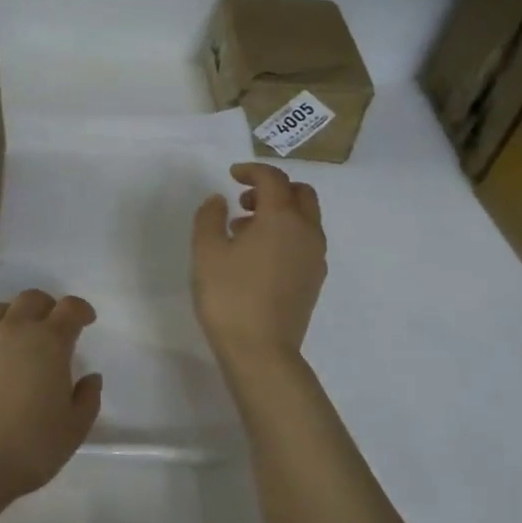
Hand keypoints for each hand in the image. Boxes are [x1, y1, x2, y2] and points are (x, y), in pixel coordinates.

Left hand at [0, 289, 103, 502]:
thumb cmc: (31, 446)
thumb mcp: (75, 428)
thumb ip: (88, 397)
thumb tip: (90, 377)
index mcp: (49, 342)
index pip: (70, 308)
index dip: (80, 310)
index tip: (85, 321)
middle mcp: (14, 330)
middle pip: (31, 299)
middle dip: (46, 307)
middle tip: (51, 328)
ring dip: (11, 318)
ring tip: (14, 340)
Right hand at [192, 163, 326, 360]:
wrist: (261, 351)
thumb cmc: (229, 296)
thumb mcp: (206, 252)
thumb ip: (210, 217)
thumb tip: (220, 200)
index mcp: (281, 218)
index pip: (273, 179)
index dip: (253, 171)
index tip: (232, 175)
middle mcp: (306, 232)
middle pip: (301, 193)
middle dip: (274, 188)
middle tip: (244, 200)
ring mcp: (315, 257)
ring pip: (306, 218)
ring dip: (280, 212)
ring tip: (244, 230)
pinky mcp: (314, 279)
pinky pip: (305, 241)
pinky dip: (287, 234)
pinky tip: (259, 255)